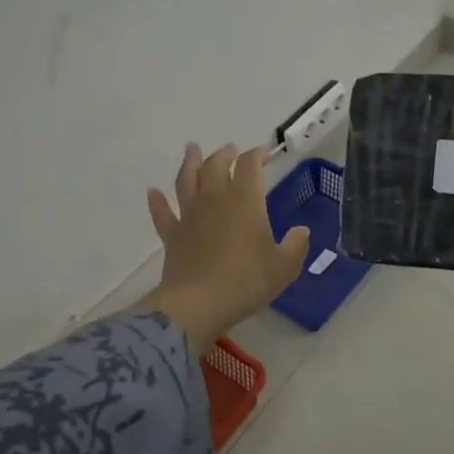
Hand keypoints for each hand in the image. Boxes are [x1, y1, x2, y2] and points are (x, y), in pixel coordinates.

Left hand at [145, 143, 309, 350]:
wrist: (198, 305)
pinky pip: (162, 213)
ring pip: (186, 180)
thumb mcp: (284, 266)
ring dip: (189, 162)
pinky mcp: (172, 236)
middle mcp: (215, 199)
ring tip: (191, 149)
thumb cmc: (246, 281)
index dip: (256, 155)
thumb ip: (296, 245)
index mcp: (245, 200)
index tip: (264, 153)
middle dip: (224, 154)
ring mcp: (189, 216)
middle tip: (230, 149)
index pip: (249, 166)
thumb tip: (301, 231)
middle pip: (215, 165)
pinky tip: (152, 192)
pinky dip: (157, 201)